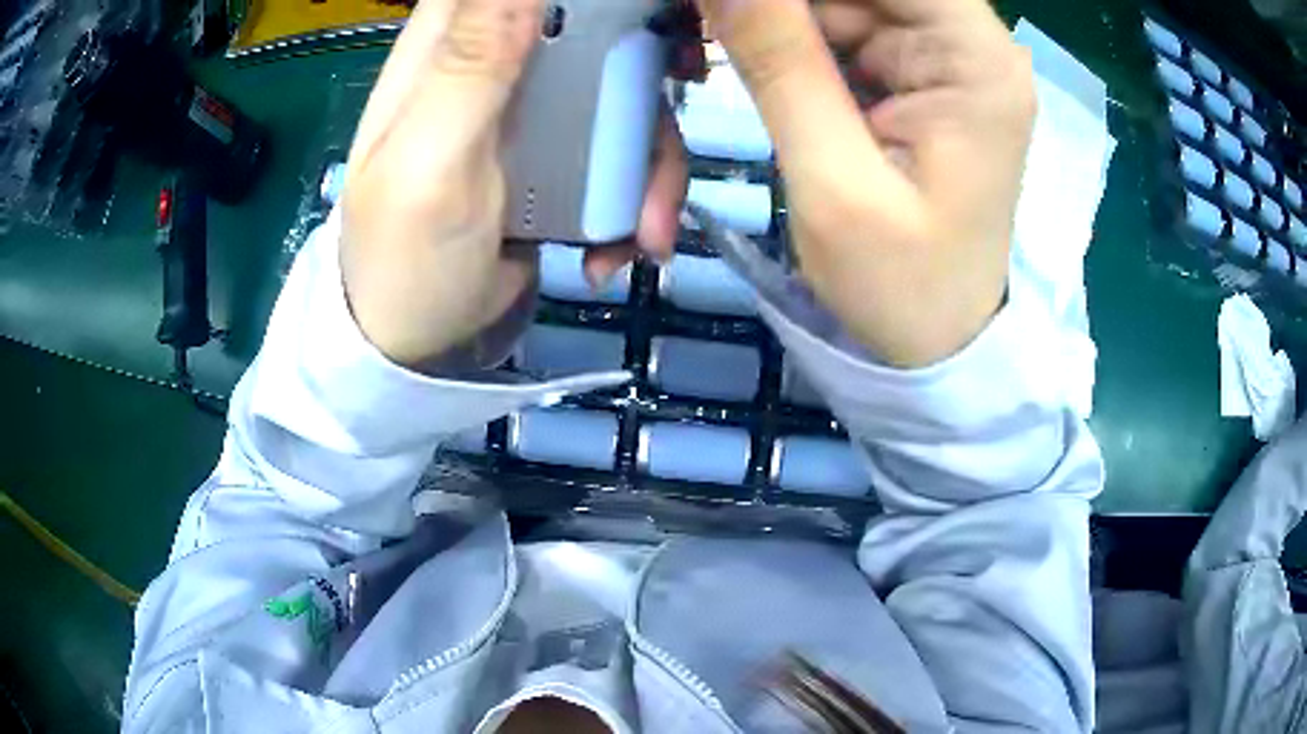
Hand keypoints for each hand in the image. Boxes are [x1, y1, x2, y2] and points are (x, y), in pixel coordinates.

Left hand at [340, 0, 688, 369]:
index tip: (647, 24)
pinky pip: (626, 146)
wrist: (421, 343)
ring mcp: (536, 105)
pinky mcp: (562, 150)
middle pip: (604, 28)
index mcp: (452, 42)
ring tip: (644, 234)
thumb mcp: (431, 162)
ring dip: (651, 166)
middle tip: (666, 143)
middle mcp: (500, 57)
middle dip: (651, 82)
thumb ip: (471, 62)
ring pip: (628, 93)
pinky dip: (638, 196)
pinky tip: (621, 244)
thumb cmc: (407, 256)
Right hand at [695, 0, 1035, 366]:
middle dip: (782, 1)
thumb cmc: (901, 285)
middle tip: (708, 20)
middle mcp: (970, 42)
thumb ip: (777, 60)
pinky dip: (790, 34)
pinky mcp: (915, 74)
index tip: (728, 3)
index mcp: (976, 59)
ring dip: (778, 14)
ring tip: (717, 37)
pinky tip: (751, 54)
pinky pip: (842, 26)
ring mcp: (942, 56)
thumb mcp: (833, 178)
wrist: (936, 341)